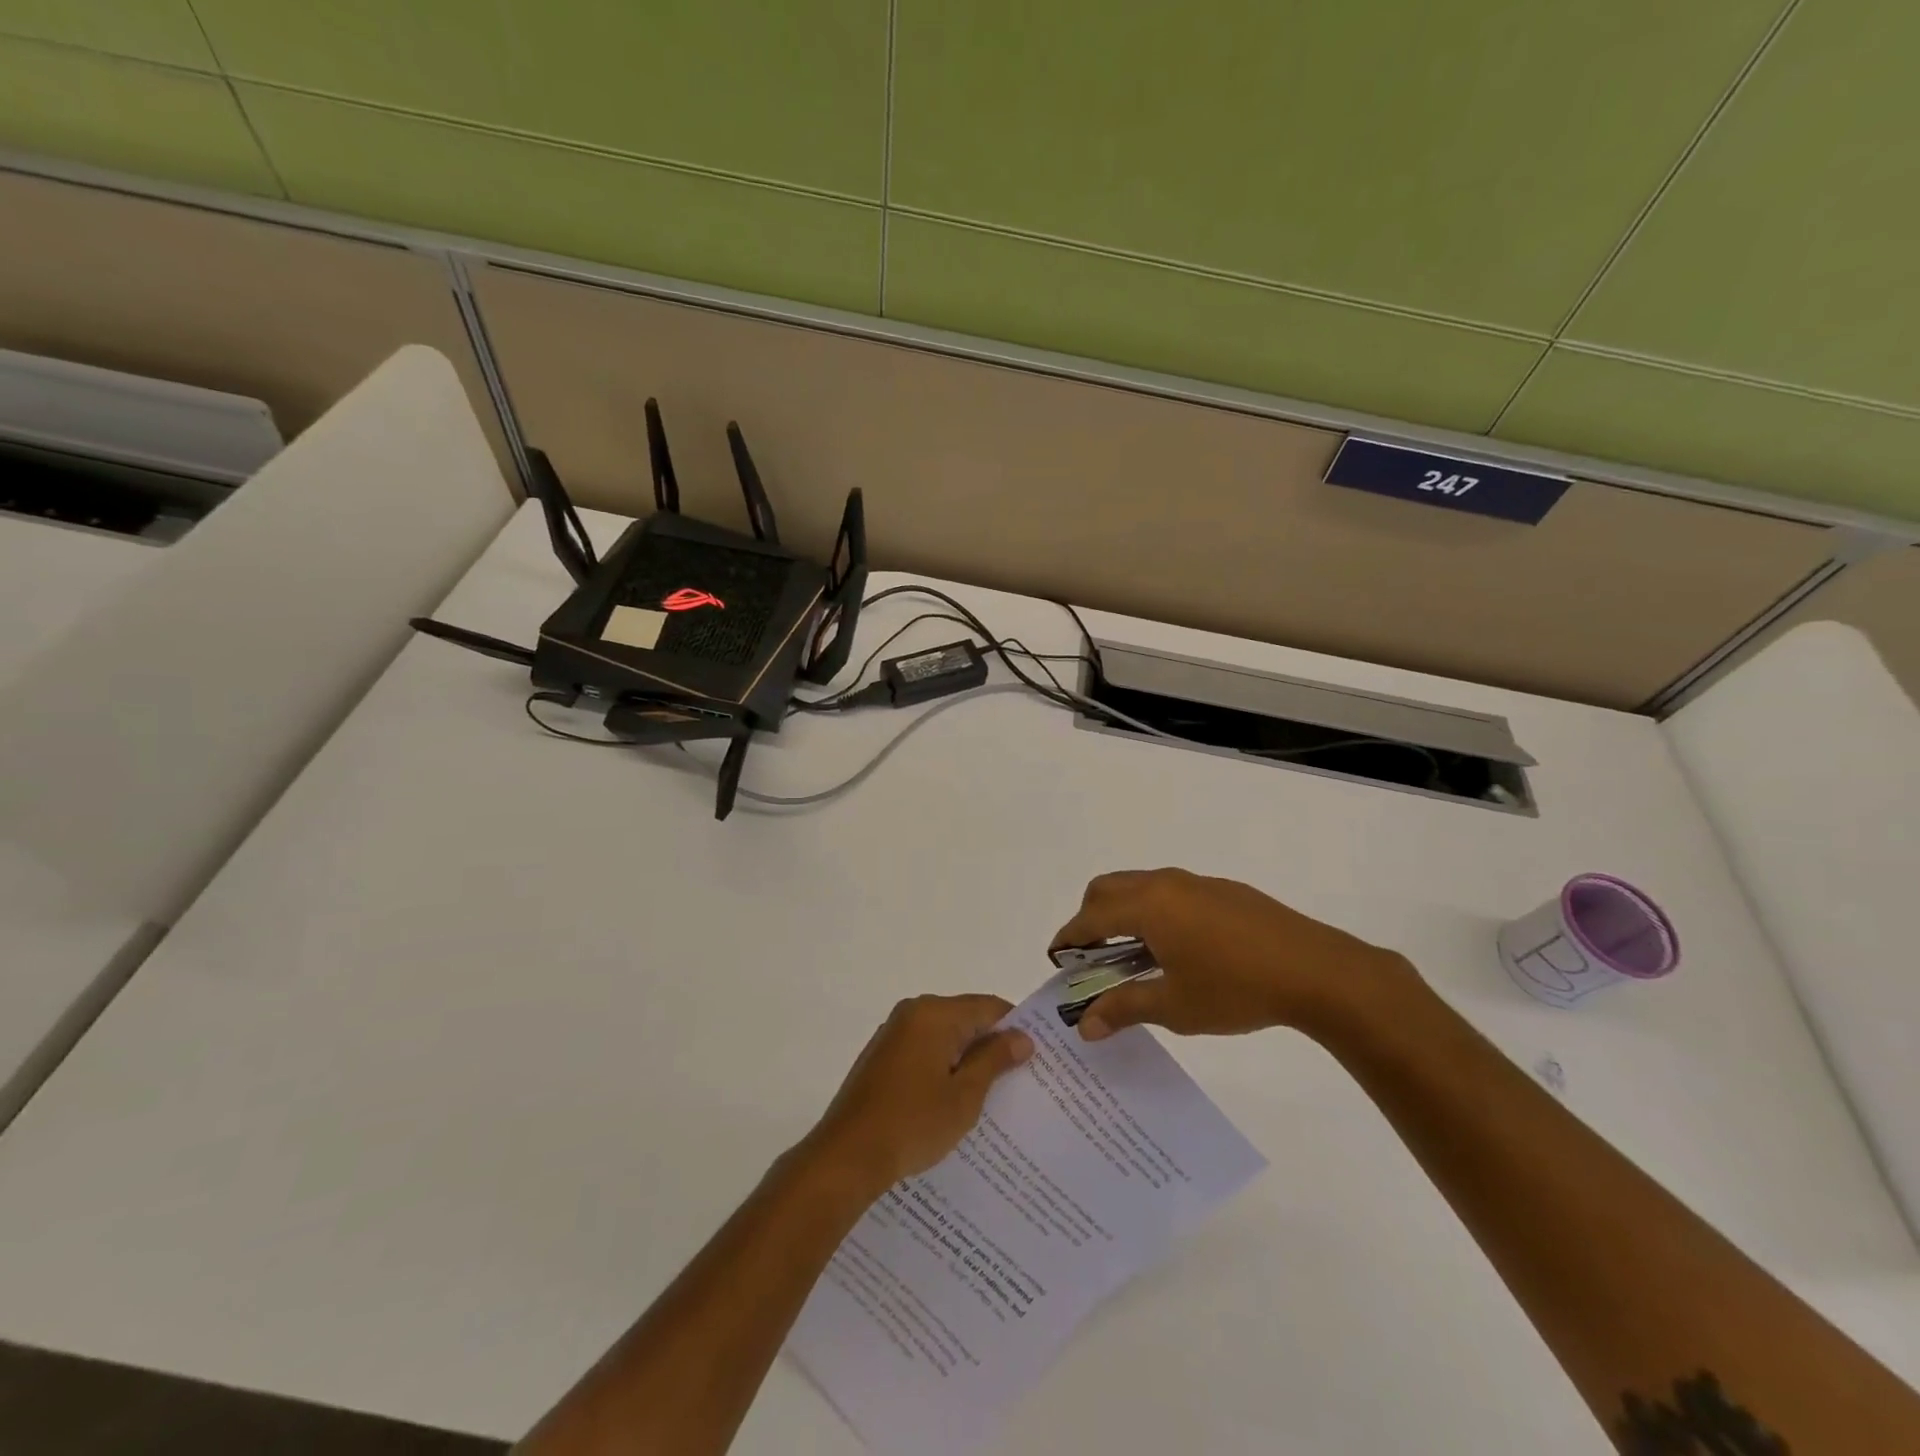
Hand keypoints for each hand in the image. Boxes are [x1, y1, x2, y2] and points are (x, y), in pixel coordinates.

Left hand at [803, 994, 1033, 1194]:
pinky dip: (942, 1066)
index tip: (1036, 1055)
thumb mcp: (964, 1095)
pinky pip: (924, 1050)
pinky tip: (952, 1100)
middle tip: (1019, 1078)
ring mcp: (893, 1033)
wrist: (847, 1155)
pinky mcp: (881, 1056)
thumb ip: (994, 1060)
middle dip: (991, 1044)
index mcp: (935, 1013)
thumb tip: (1022, 1037)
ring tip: (991, 1094)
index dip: (1015, 1027)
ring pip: (944, 1036)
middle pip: (965, 1018)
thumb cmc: (912, 1122)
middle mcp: (913, 1012)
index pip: (988, 1006)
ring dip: (966, 1058)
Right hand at [1051, 868, 1415, 1041]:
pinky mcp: (1223, 891)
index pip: (1091, 916)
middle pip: (1108, 889)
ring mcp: (1197, 883)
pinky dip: (1154, 912)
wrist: (1316, 971)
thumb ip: (1124, 1009)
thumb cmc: (1236, 988)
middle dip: (1090, 918)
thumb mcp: (1174, 1005)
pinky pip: (1171, 893)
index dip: (1069, 938)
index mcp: (1148, 905)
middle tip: (1093, 958)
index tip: (1057, 959)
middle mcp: (1166, 884)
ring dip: (1124, 913)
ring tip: (1134, 957)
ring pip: (1141, 887)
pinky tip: (1178, 949)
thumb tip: (1085, 1025)